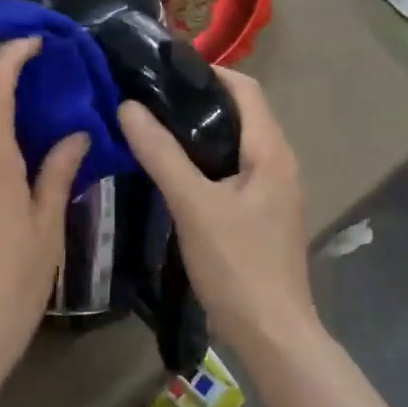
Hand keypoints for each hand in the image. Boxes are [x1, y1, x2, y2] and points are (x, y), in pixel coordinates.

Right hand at [117, 69, 315, 354]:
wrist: (272, 335)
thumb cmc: (238, 265)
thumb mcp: (194, 206)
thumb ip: (161, 155)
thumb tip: (128, 107)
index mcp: (271, 151)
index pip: (246, 89)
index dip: (209, 72)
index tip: (165, 71)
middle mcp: (279, 163)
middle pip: (241, 114)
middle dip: (200, 101)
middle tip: (151, 98)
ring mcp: (273, 191)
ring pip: (235, 145)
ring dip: (201, 132)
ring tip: (155, 128)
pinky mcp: (262, 215)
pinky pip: (233, 171)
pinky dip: (205, 161)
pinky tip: (174, 172)